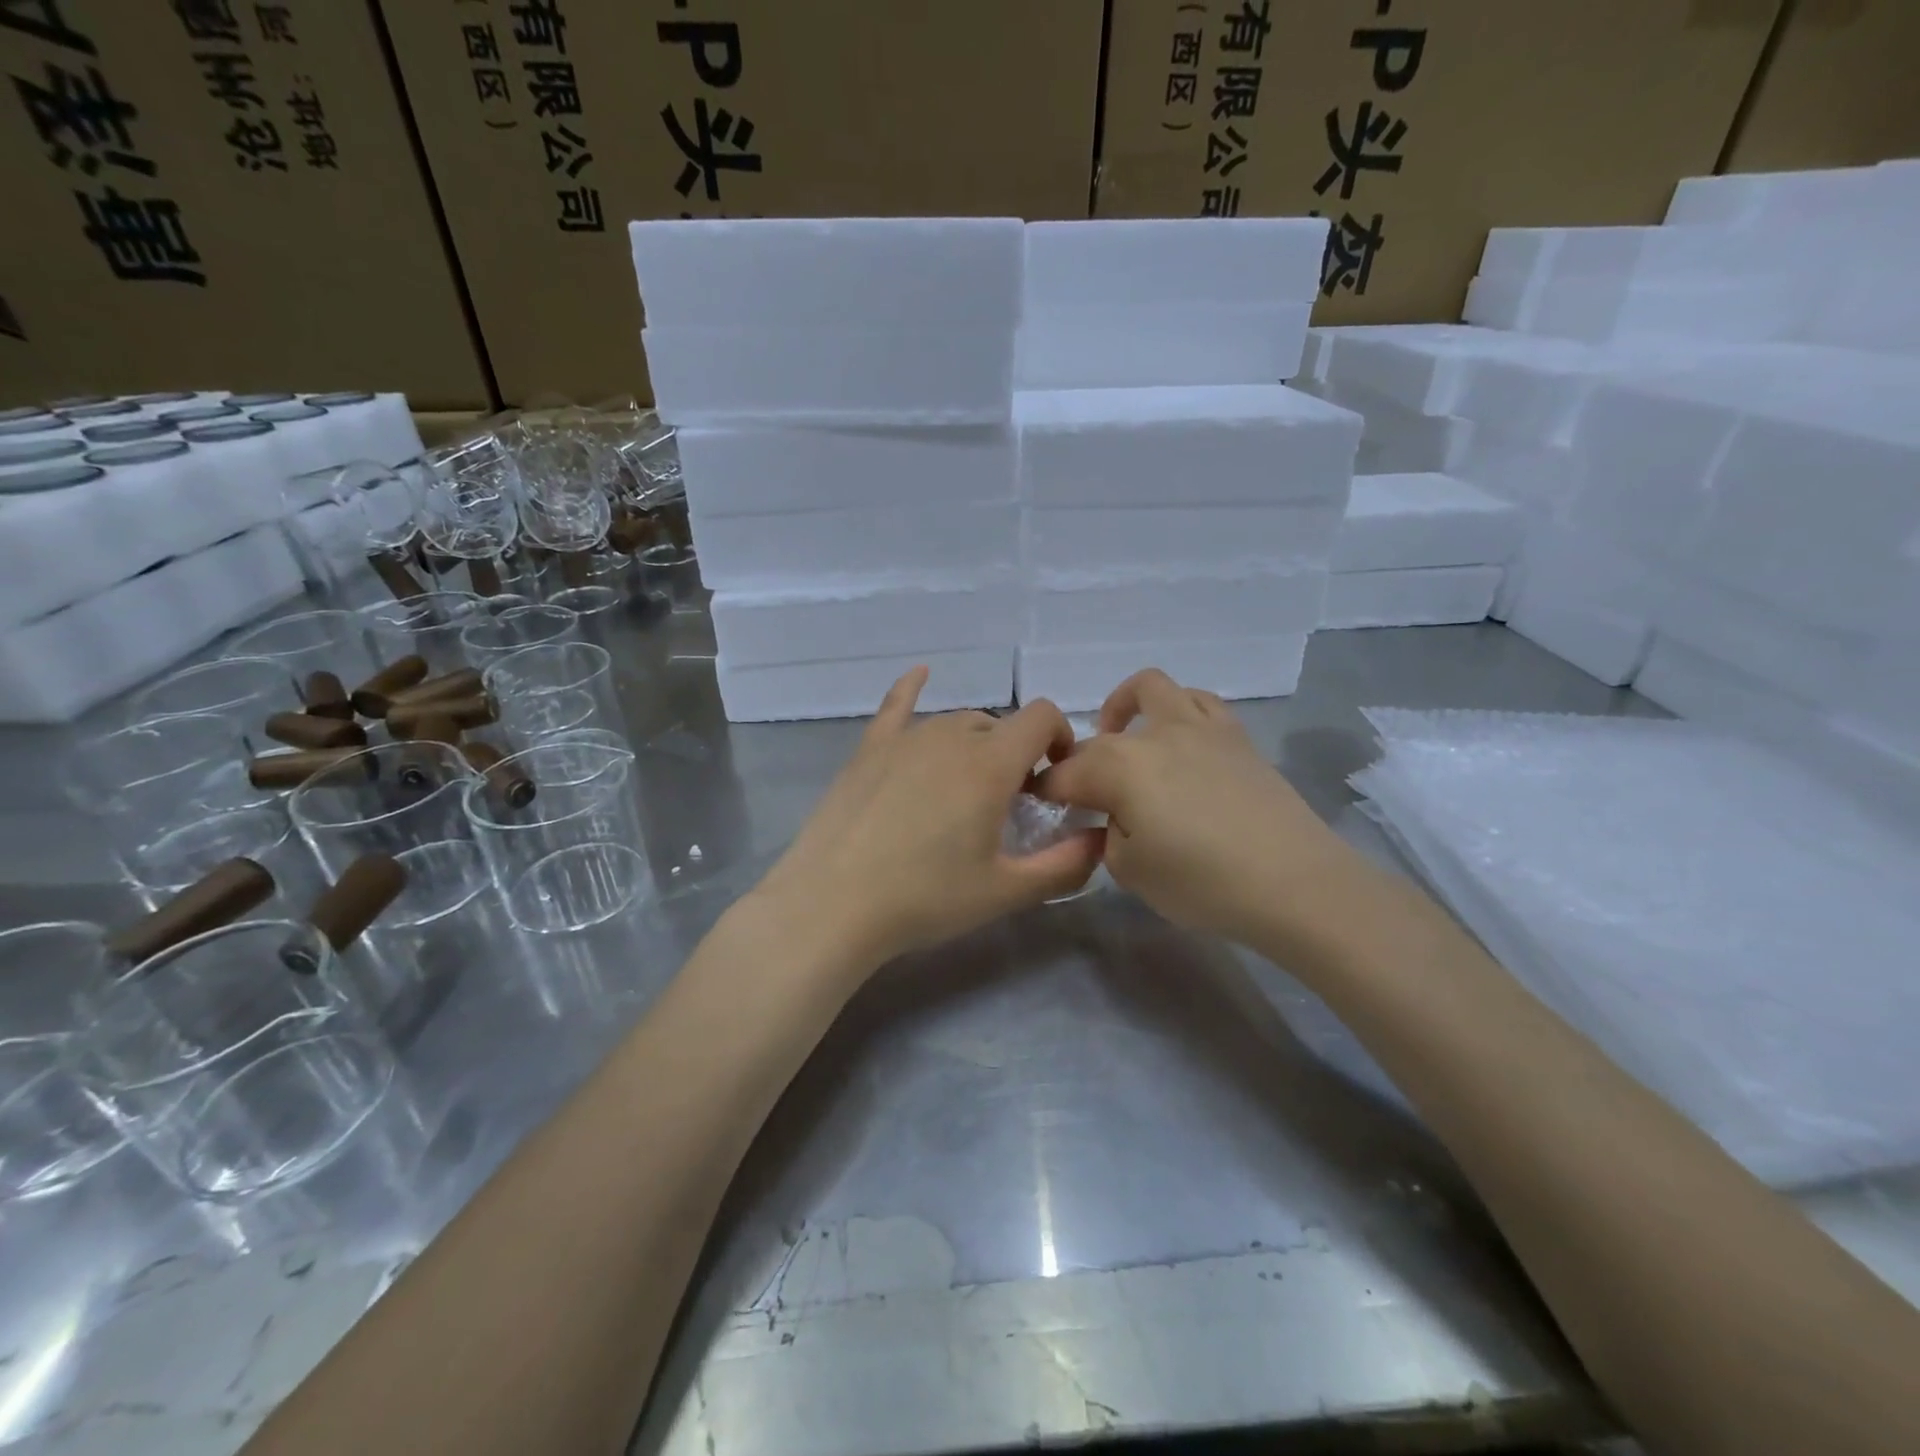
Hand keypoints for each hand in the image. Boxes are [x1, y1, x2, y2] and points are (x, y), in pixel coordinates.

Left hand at [750, 668, 1102, 975]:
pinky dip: (912, 688)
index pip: (1042, 716)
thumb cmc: (925, 898)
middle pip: (998, 724)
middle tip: (1009, 804)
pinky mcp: (869, 749)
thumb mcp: (1005, 891)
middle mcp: (950, 736)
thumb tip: (1100, 840)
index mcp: (990, 763)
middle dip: (1016, 753)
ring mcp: (905, 738)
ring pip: (956, 722)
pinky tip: (920, 674)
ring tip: (968, 786)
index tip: (1056, 778)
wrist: (833, 904)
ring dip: (975, 743)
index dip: (1061, 737)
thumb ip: (1065, 866)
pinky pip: (896, 705)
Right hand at [1034, 668, 1365, 951]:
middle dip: (1080, 764)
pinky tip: (1180, 745)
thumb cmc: (1203, 883)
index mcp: (1118, 766)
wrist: (1296, 883)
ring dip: (1127, 708)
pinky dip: (1177, 712)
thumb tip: (1114, 818)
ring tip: (1128, 741)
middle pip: (1100, 738)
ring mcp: (1198, 727)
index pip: (1064, 775)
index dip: (1046, 793)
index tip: (1040, 808)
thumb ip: (1108, 836)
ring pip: (1151, 689)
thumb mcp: (1131, 872)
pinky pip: (1198, 702)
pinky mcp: (1236, 735)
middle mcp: (1153, 734)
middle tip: (1086, 798)